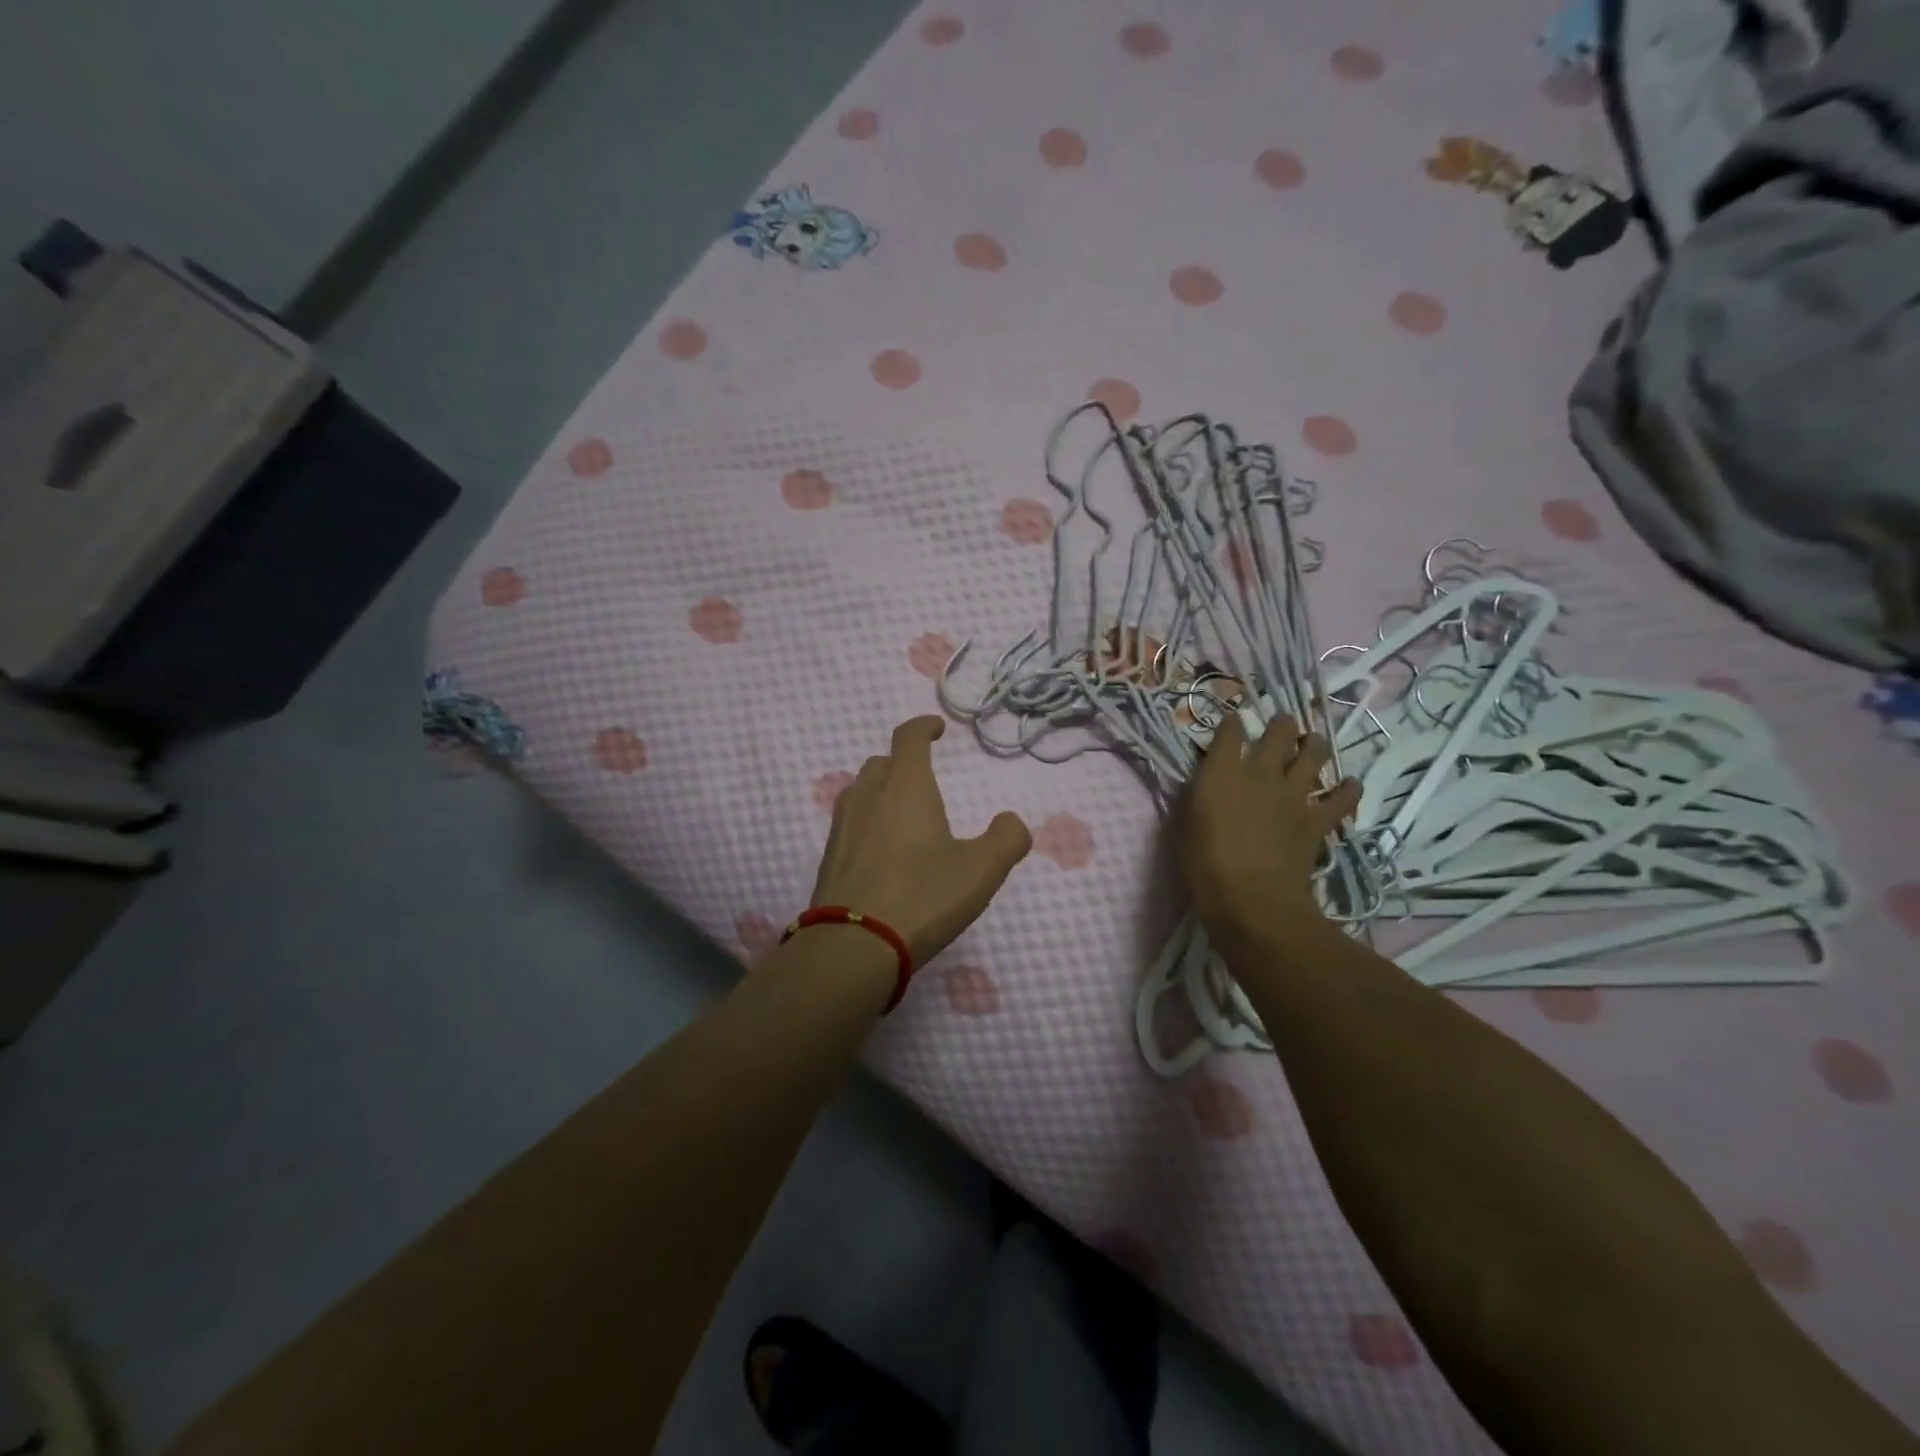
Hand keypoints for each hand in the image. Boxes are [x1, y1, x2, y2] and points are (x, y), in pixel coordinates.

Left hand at [811, 717, 1031, 966]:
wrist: (853, 946)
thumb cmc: (922, 897)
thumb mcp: (981, 870)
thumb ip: (1006, 839)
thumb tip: (1011, 822)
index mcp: (905, 786)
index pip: (909, 738)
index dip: (923, 727)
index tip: (936, 729)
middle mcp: (868, 795)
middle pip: (882, 762)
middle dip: (904, 761)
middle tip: (924, 777)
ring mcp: (842, 826)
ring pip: (861, 790)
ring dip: (882, 790)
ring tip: (903, 812)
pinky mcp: (829, 856)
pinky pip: (851, 822)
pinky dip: (868, 821)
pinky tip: (882, 851)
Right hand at [1177, 714, 1361, 935]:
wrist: (1252, 899)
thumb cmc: (1204, 865)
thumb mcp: (1183, 827)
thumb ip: (1193, 800)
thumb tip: (1199, 787)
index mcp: (1221, 773)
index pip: (1228, 733)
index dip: (1231, 724)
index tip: (1232, 721)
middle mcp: (1260, 773)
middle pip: (1278, 734)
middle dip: (1281, 725)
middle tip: (1283, 724)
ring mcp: (1293, 795)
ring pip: (1313, 754)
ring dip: (1314, 745)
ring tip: (1313, 742)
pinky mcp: (1316, 820)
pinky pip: (1341, 798)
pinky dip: (1347, 790)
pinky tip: (1350, 785)